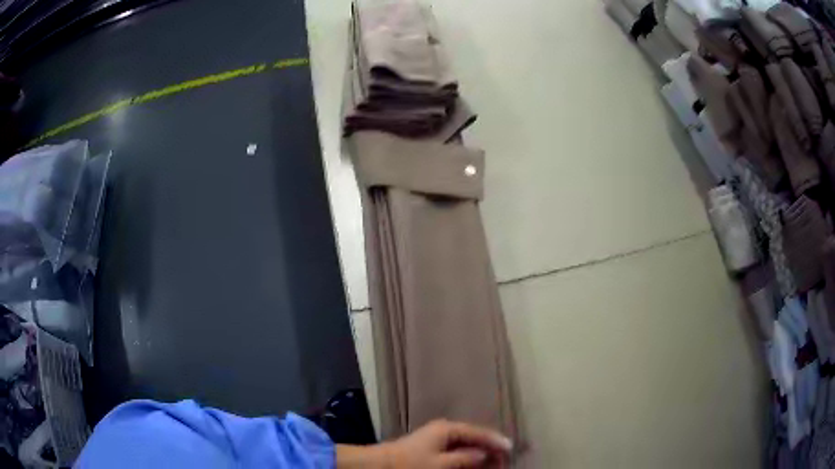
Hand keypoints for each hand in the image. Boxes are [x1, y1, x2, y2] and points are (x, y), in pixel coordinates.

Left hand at [382, 420, 512, 467]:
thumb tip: (484, 453)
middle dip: (489, 448)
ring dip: (479, 453)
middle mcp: (444, 430)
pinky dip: (467, 456)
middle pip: (473, 438)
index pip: (477, 432)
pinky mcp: (432, 447)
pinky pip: (456, 450)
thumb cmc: (411, 463)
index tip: (510, 447)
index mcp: (447, 429)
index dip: (494, 440)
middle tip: (504, 459)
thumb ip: (464, 458)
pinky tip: (474, 463)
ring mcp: (437, 438)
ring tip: (494, 462)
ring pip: (466, 444)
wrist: (381, 464)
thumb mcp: (440, 463)